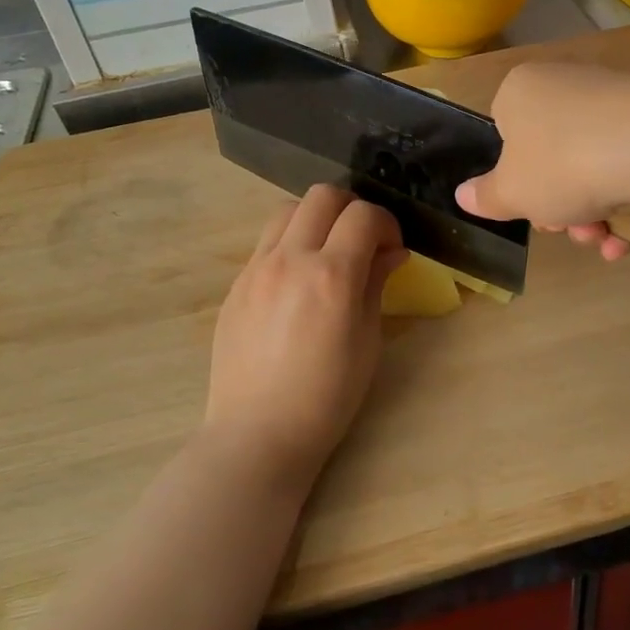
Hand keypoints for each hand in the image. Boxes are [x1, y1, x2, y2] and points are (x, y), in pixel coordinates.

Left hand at [205, 185, 407, 489]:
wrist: (257, 434)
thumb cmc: (327, 397)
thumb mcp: (367, 341)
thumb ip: (377, 285)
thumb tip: (391, 252)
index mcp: (331, 275)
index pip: (364, 215)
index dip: (387, 223)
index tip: (393, 248)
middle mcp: (290, 259)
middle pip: (322, 195)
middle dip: (352, 208)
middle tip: (363, 240)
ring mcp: (256, 268)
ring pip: (288, 210)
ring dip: (316, 218)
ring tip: (328, 252)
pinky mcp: (236, 284)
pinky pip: (266, 242)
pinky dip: (290, 243)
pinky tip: (298, 280)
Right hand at [455, 62, 629, 260]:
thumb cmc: (561, 164)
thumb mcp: (511, 192)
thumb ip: (486, 197)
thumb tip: (463, 195)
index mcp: (521, 90)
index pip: (505, 132)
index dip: (514, 178)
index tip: (527, 207)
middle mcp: (566, 84)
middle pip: (551, 156)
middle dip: (558, 204)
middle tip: (568, 229)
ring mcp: (614, 99)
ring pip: (591, 165)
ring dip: (592, 213)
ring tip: (603, 239)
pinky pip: (629, 163)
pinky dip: (626, 201)